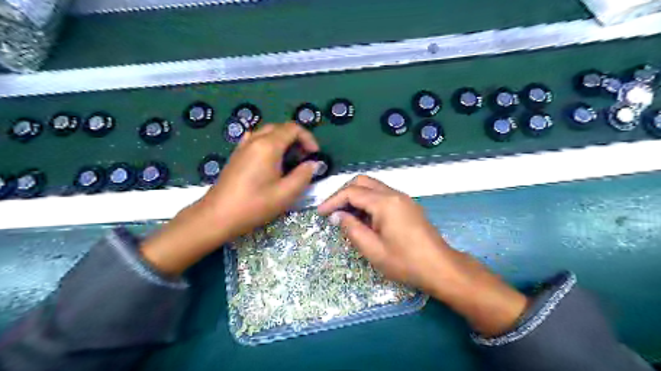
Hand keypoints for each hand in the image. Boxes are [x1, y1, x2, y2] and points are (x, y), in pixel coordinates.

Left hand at [141, 123, 320, 276]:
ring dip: (283, 141)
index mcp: (268, 146)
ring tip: (290, 161)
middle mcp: (255, 140)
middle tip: (303, 159)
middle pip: (280, 128)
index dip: (308, 138)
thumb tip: (313, 164)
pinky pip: (257, 140)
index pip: (293, 128)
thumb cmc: (254, 205)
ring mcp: (243, 146)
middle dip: (297, 139)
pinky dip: (269, 145)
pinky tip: (271, 162)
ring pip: (268, 133)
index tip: (314, 155)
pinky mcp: (237, 155)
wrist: (217, 216)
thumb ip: (304, 175)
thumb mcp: (286, 194)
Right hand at [317, 175, 529, 335]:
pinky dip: (368, 201)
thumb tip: (337, 215)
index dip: (333, 200)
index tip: (320, 213)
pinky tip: (364, 218)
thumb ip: (352, 229)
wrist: (440, 267)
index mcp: (385, 202)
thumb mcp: (373, 249)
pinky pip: (382, 195)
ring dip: (356, 196)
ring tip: (345, 216)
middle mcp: (394, 194)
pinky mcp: (407, 205)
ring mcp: (402, 198)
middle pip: (362, 181)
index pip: (352, 192)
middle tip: (332, 211)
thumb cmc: (405, 262)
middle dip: (344, 193)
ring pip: (373, 187)